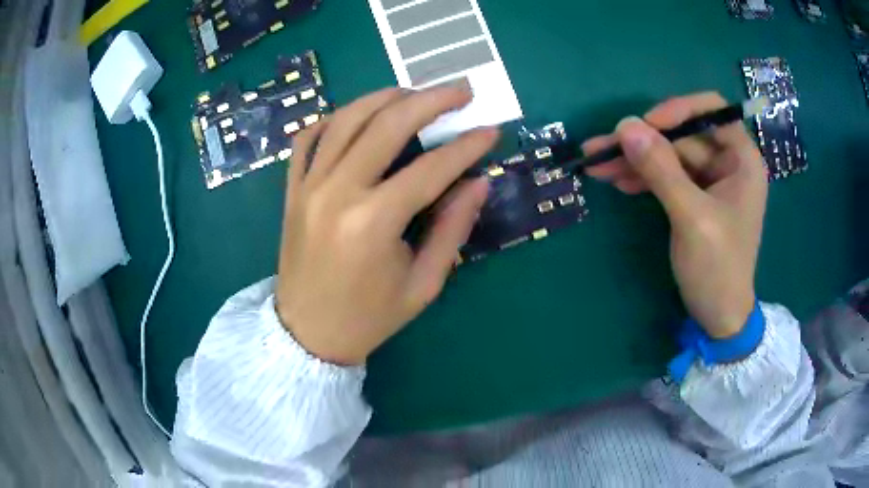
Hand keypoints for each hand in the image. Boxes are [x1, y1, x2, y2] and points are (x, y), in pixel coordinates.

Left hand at [275, 83, 497, 364]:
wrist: (307, 334)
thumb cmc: (369, 318)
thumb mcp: (423, 284)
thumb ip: (452, 229)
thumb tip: (478, 183)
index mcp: (373, 223)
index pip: (431, 168)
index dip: (467, 146)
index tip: (491, 130)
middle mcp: (337, 192)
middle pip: (387, 124)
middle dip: (430, 100)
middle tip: (461, 91)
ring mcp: (308, 186)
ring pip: (346, 119)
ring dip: (385, 97)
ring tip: (415, 93)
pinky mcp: (292, 190)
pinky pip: (308, 138)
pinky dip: (334, 118)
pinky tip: (358, 115)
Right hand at [584, 92, 767, 338]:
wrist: (718, 315)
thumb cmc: (718, 268)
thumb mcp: (691, 217)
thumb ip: (661, 170)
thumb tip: (625, 125)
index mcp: (742, 159)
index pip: (711, 110)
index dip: (677, 110)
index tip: (645, 126)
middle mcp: (727, 162)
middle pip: (682, 134)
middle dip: (644, 141)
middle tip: (602, 148)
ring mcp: (710, 180)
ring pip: (669, 154)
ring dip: (635, 159)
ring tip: (596, 165)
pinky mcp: (694, 196)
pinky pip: (666, 175)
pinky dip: (642, 176)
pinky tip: (617, 180)